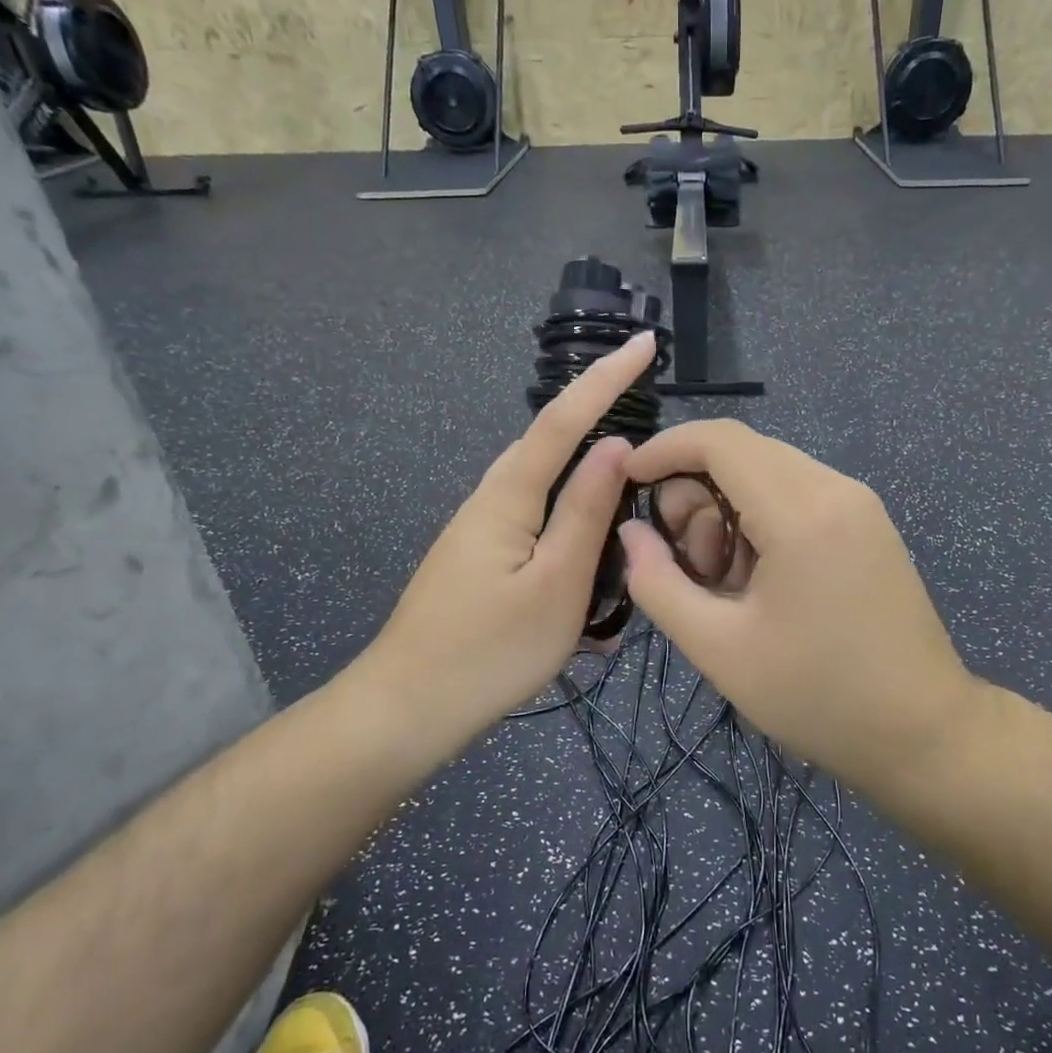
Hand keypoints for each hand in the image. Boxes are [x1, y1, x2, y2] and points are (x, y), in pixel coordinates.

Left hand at [346, 331, 654, 750]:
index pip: (563, 420)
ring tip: (626, 483)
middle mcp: (489, 500)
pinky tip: (589, 567)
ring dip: (584, 478)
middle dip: (594, 412)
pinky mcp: (480, 560)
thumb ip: (586, 512)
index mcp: (507, 497)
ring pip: (543, 488)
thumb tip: (615, 445)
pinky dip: (567, 528)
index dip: (606, 378)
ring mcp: (480, 531)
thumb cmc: (489, 651)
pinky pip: (534, 525)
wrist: (406, 710)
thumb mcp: (556, 584)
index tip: (645, 342)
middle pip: (548, 445)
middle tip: (645, 402)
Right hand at [619, 420, 980, 793]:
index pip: (719, 440)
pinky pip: (798, 495)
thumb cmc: (817, 697)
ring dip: (728, 511)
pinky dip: (762, 520)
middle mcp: (836, 489)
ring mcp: (860, 503)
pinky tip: (760, 579)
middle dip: (695, 494)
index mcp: (801, 513)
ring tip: (726, 584)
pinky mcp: (869, 523)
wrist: (923, 732)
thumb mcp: (719, 648)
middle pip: (743, 452)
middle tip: (687, 565)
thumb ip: (658, 583)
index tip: (629, 482)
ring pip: (769, 473)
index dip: (664, 449)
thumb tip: (632, 532)